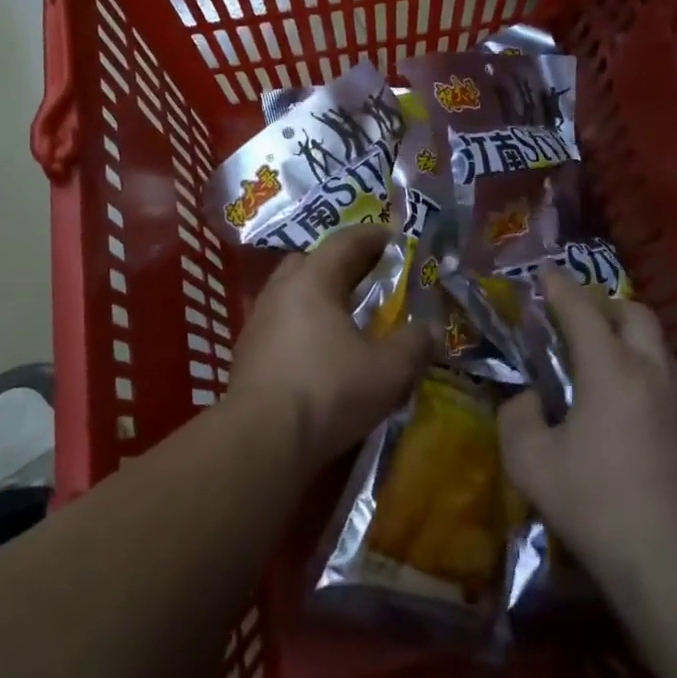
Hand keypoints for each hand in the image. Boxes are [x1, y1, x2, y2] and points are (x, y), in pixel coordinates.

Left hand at [227, 225, 432, 474]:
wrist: (261, 441)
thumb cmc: (328, 392)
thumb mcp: (389, 370)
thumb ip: (415, 343)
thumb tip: (429, 329)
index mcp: (313, 280)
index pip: (345, 242)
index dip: (373, 237)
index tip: (396, 239)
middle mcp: (280, 291)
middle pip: (312, 262)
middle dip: (342, 265)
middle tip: (370, 279)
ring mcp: (258, 322)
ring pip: (292, 294)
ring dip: (319, 298)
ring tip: (347, 319)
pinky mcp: (247, 354)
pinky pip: (281, 324)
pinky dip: (303, 326)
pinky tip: (320, 352)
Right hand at [498, 268, 676, 592]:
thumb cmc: (597, 506)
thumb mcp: (530, 463)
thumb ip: (516, 417)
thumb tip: (527, 399)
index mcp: (610, 369)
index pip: (581, 309)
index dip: (559, 286)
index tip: (544, 274)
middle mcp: (654, 372)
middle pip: (635, 314)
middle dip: (605, 306)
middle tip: (579, 322)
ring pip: (662, 351)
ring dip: (634, 345)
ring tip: (610, 370)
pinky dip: (654, 385)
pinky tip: (641, 421)